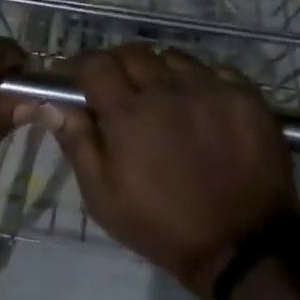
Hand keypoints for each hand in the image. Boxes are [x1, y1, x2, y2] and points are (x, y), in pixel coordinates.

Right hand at [29, 46, 296, 299]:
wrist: (244, 247)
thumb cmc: (163, 226)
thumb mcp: (104, 197)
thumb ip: (77, 143)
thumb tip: (53, 104)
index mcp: (128, 113)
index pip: (94, 63)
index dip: (81, 67)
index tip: (79, 81)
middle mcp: (168, 89)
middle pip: (132, 52)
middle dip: (118, 67)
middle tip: (121, 94)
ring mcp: (211, 89)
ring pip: (173, 57)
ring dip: (160, 73)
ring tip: (164, 100)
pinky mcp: (246, 97)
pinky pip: (215, 71)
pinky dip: (200, 83)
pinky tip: (202, 109)